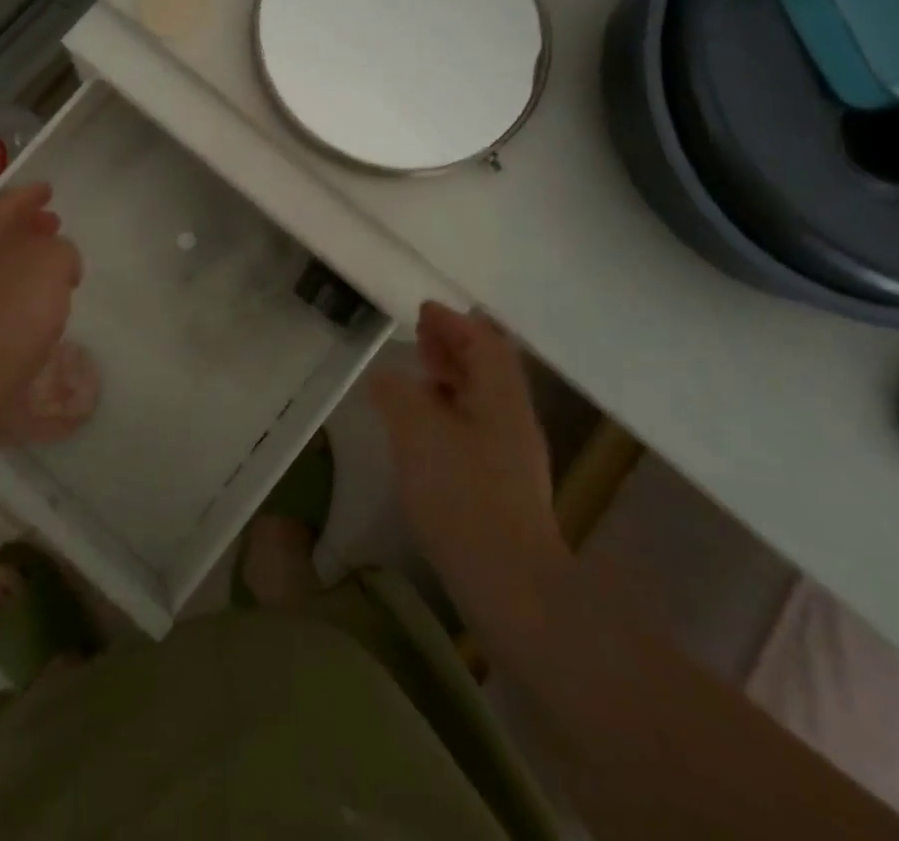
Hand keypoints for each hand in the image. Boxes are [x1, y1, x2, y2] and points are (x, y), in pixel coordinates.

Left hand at [0, 183, 82, 432]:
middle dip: (26, 226)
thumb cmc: (14, 309)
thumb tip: (56, 259)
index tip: (48, 190)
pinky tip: (34, 305)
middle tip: (52, 224)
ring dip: (22, 260)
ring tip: (50, 268)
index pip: (6, 202)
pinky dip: (14, 289)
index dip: (29, 194)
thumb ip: (61, 249)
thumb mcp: (54, 262)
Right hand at [371, 302, 566, 616]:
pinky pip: (474, 429)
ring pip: (481, 401)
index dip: (454, 322)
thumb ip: (398, 395)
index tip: (424, 310)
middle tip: (419, 337)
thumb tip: (385, 377)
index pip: (485, 343)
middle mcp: (512, 421)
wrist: (511, 587)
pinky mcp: (501, 488)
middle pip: (488, 369)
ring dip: (451, 380)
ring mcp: (511, 457)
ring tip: (417, 378)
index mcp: (501, 398)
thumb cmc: (463, 496)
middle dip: (455, 347)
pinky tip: (424, 430)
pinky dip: (448, 413)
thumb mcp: (417, 432)